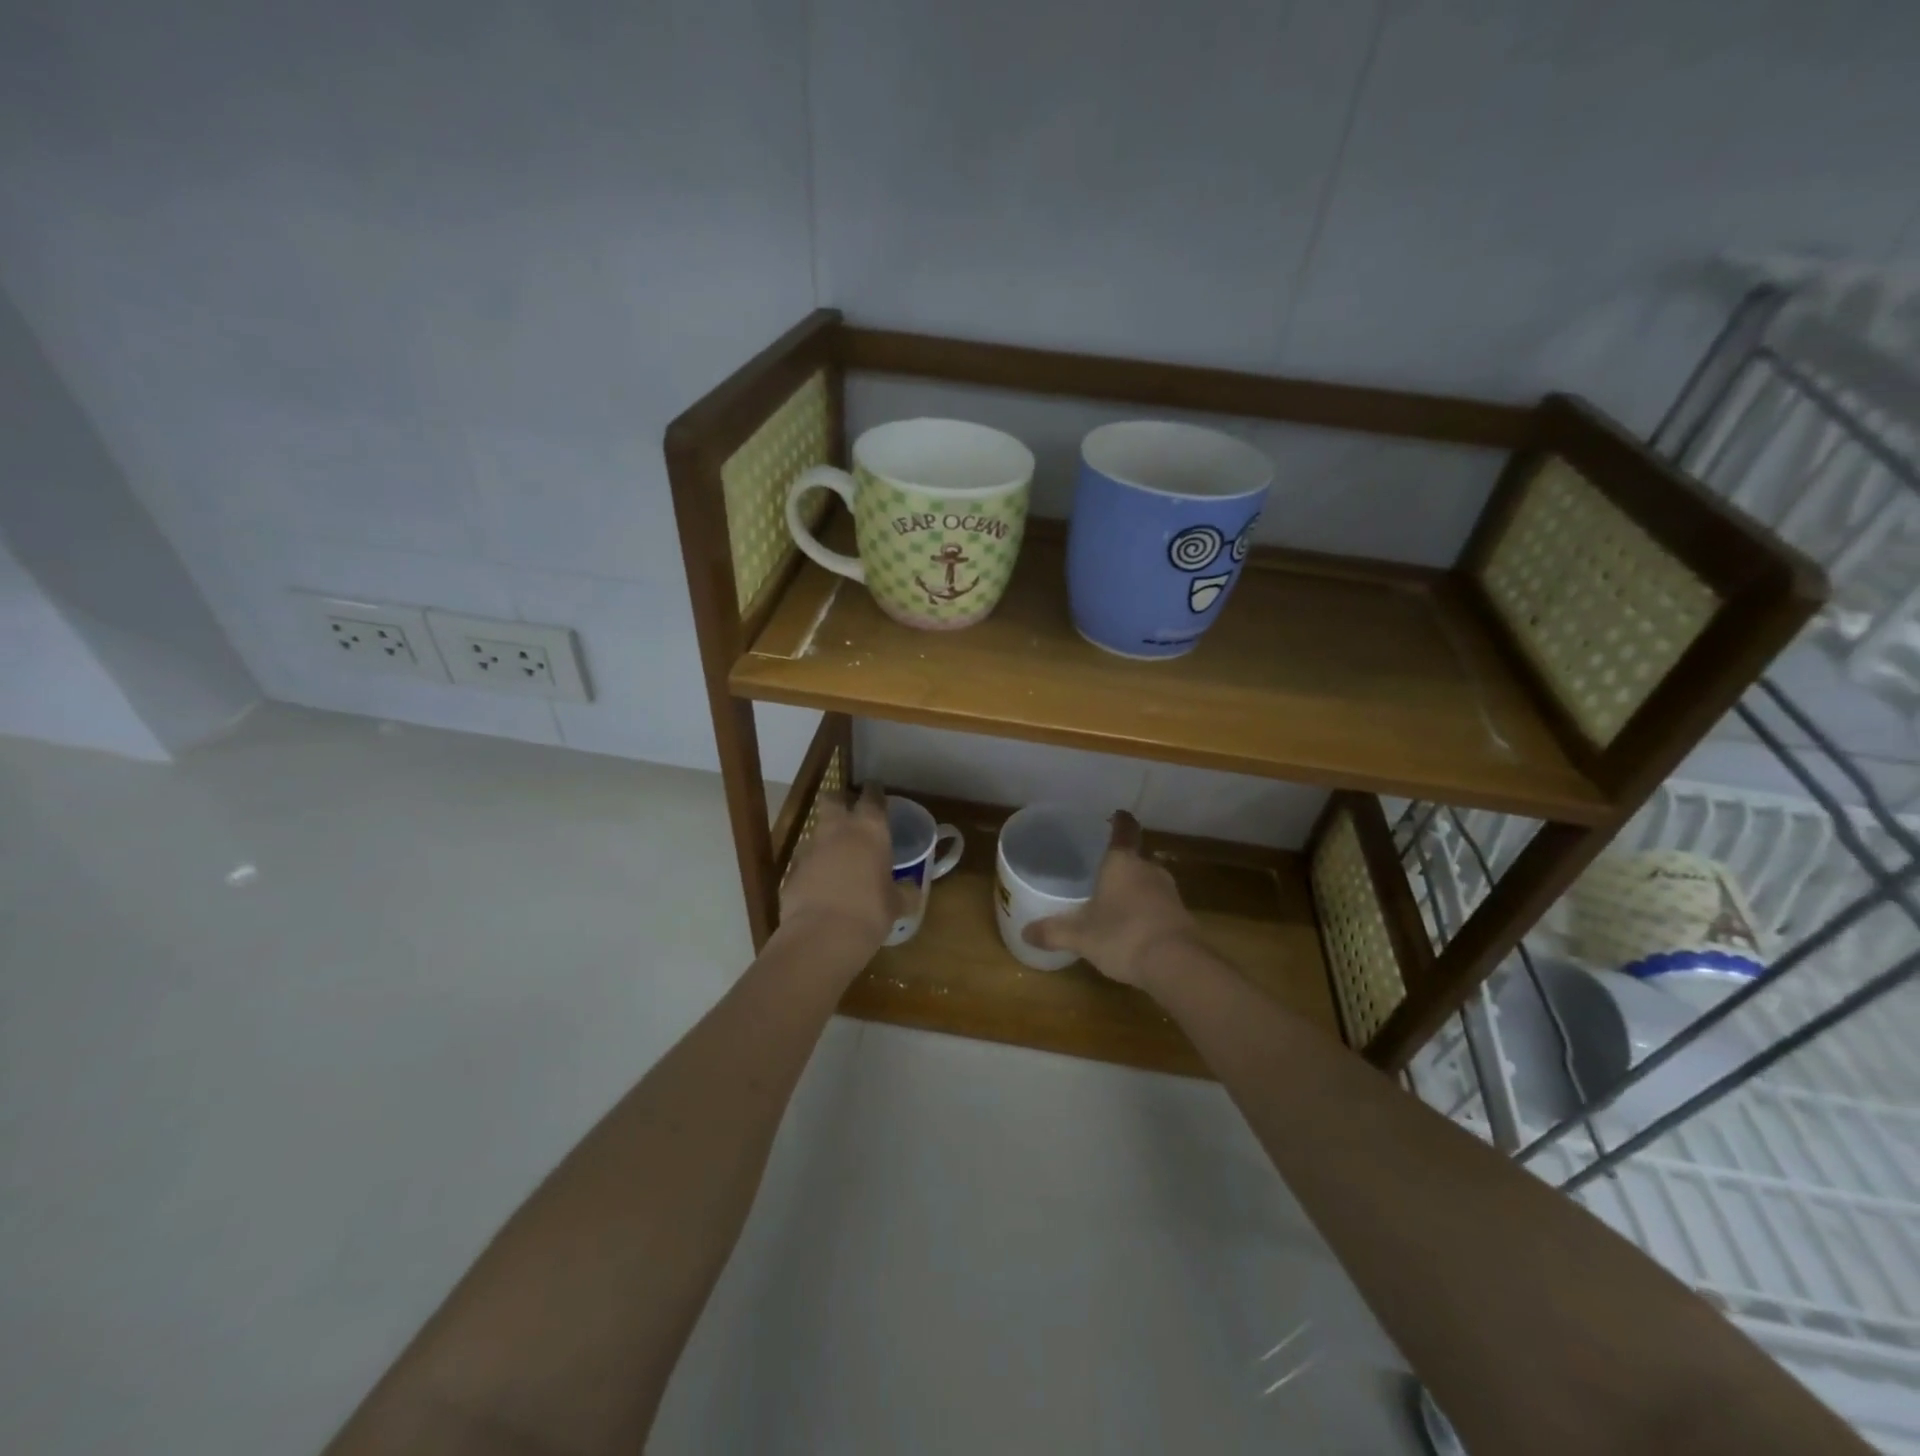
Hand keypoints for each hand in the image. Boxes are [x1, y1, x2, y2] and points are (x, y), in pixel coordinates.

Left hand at [779, 780, 913, 954]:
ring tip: (837, 858)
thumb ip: (903, 892)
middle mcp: (837, 830)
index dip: (874, 792)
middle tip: (848, 812)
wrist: (822, 935)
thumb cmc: (870, 912)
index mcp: (870, 829)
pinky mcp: (790, 871)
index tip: (876, 792)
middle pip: (832, 799)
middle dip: (838, 801)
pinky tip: (821, 886)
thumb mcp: (896, 904)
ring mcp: (809, 848)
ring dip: (825, 840)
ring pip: (816, 832)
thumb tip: (911, 892)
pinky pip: (804, 862)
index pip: (872, 796)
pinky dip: (813, 868)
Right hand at [1022, 811, 1199, 990]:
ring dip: (1135, 888)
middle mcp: (1149, 869)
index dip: (1119, 821)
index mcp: (1123, 862)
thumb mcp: (1080, 936)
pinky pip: (1159, 905)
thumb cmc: (1122, 935)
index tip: (1114, 816)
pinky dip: (1147, 910)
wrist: (1177, 965)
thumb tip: (1025, 932)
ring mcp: (1169, 892)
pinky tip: (1133, 927)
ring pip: (1148, 881)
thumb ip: (1053, 931)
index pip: (1124, 829)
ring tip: (1114, 900)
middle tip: (1101, 871)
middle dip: (1121, 863)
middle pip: (1136, 857)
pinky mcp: (1182, 916)